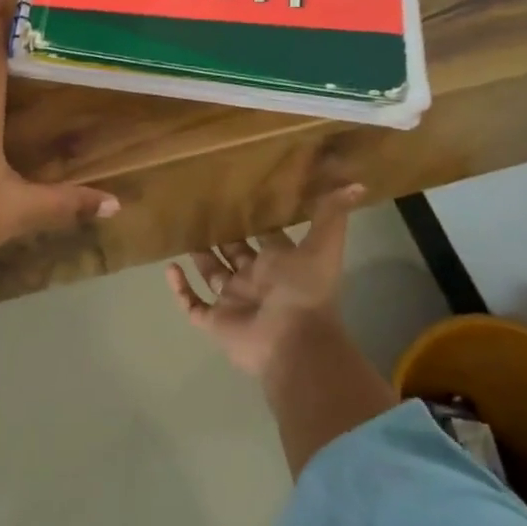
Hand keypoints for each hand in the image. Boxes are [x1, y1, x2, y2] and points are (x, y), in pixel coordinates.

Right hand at [166, 186, 368, 381]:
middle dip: (221, 235)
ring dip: (198, 257)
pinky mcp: (215, 321)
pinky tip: (169, 268)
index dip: (255, 220)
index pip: (265, 238)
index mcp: (280, 264)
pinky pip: (193, 304)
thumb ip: (332, 215)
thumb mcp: (323, 246)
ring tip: (180, 232)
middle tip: (199, 207)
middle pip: (234, 253)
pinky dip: (180, 289)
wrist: (293, 342)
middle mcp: (256, 280)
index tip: (237, 195)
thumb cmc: (305, 291)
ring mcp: (234, 302)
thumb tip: (356, 183)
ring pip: (212, 275)